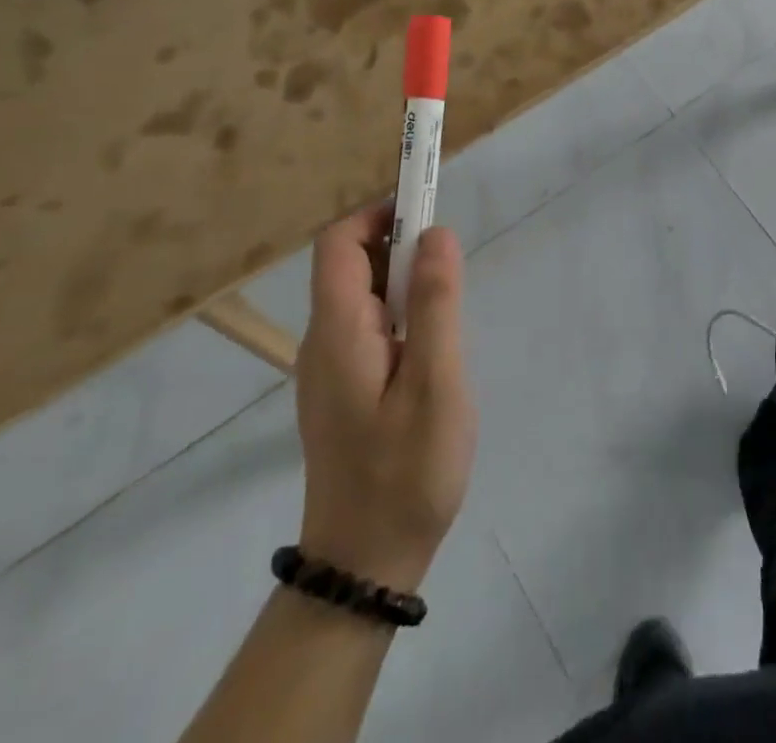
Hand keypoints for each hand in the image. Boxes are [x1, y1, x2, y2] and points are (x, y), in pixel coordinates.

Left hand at [295, 207, 476, 593]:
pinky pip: (371, 325)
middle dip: (401, 245)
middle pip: (351, 263)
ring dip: (406, 281)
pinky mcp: (345, 388)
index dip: (379, 213)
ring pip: (365, 295)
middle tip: (452, 269)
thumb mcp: (436, 382)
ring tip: (450, 311)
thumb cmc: (406, 470)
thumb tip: (437, 232)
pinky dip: (403, 312)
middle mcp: (324, 340)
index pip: (338, 242)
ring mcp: (331, 367)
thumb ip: (437, 302)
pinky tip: (434, 347)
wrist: (365, 564)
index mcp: (337, 331)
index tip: (428, 211)